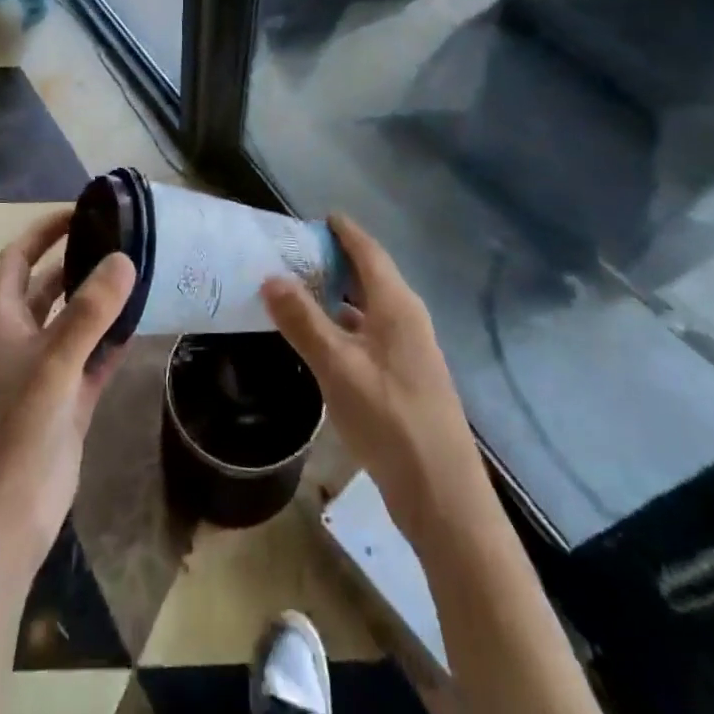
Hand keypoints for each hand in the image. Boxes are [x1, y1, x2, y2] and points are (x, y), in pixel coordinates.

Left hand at [0, 209, 135, 582]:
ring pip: (76, 321)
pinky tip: (144, 322)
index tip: (83, 211)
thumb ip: (89, 312)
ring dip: (102, 299)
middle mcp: (21, 338)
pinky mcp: (68, 403)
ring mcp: (45, 372)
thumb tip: (124, 257)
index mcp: (2, 320)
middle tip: (124, 238)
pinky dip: (114, 340)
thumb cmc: (13, 433)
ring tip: (141, 271)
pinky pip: (94, 359)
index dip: (45, 231)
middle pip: (50, 285)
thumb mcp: (52, 365)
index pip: (20, 258)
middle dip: (79, 260)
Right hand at [263, 214, 484, 543]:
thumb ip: (303, 321)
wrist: (443, 496)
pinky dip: (344, 326)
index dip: (344, 231)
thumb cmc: (390, 419)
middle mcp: (407, 320)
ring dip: (337, 295)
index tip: (316, 216)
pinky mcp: (405, 380)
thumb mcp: (337, 366)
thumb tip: (271, 276)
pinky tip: (321, 340)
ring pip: (368, 308)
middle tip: (294, 252)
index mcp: (397, 305)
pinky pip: (369, 335)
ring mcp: (409, 352)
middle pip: (369, 276)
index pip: (368, 251)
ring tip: (298, 290)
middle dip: (335, 260)